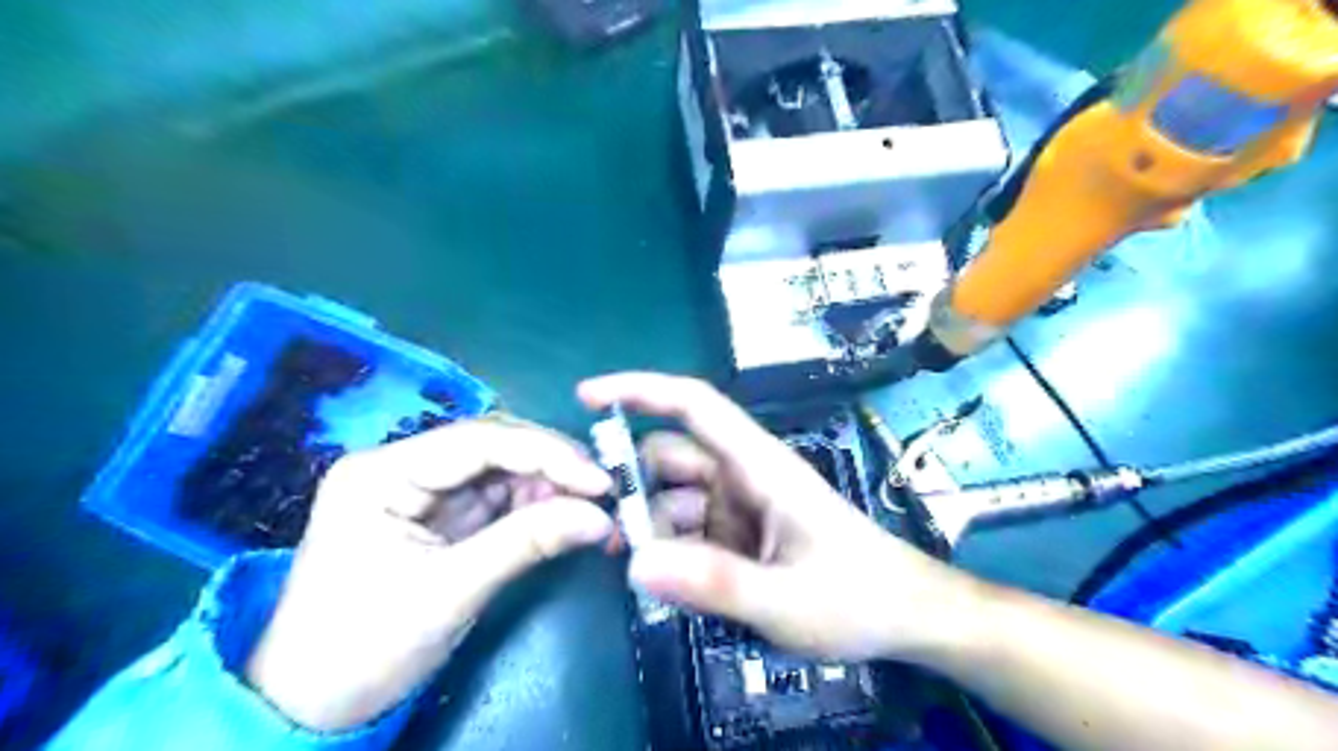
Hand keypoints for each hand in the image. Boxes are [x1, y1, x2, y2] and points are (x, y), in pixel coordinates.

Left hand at [243, 412, 611, 728]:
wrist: (311, 708)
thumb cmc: (363, 648)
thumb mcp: (449, 593)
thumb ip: (527, 543)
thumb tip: (601, 517)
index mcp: (383, 473)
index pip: (478, 441)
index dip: (545, 453)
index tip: (599, 478)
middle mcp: (403, 468)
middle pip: (493, 447)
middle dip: (551, 465)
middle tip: (603, 489)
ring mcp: (423, 491)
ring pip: (502, 469)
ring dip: (550, 485)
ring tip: (593, 506)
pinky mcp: (441, 517)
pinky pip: (499, 498)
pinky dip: (536, 506)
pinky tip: (565, 516)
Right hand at [578, 373, 980, 658]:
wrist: (906, 617)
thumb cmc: (856, 597)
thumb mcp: (786, 600)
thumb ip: (714, 583)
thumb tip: (633, 561)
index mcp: (759, 466)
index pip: (695, 407)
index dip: (641, 390)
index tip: (588, 397)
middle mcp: (743, 476)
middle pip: (671, 459)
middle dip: (636, 489)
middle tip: (608, 538)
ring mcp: (740, 505)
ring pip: (675, 501)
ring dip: (653, 532)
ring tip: (649, 581)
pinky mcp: (740, 533)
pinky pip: (690, 532)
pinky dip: (673, 554)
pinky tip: (676, 590)